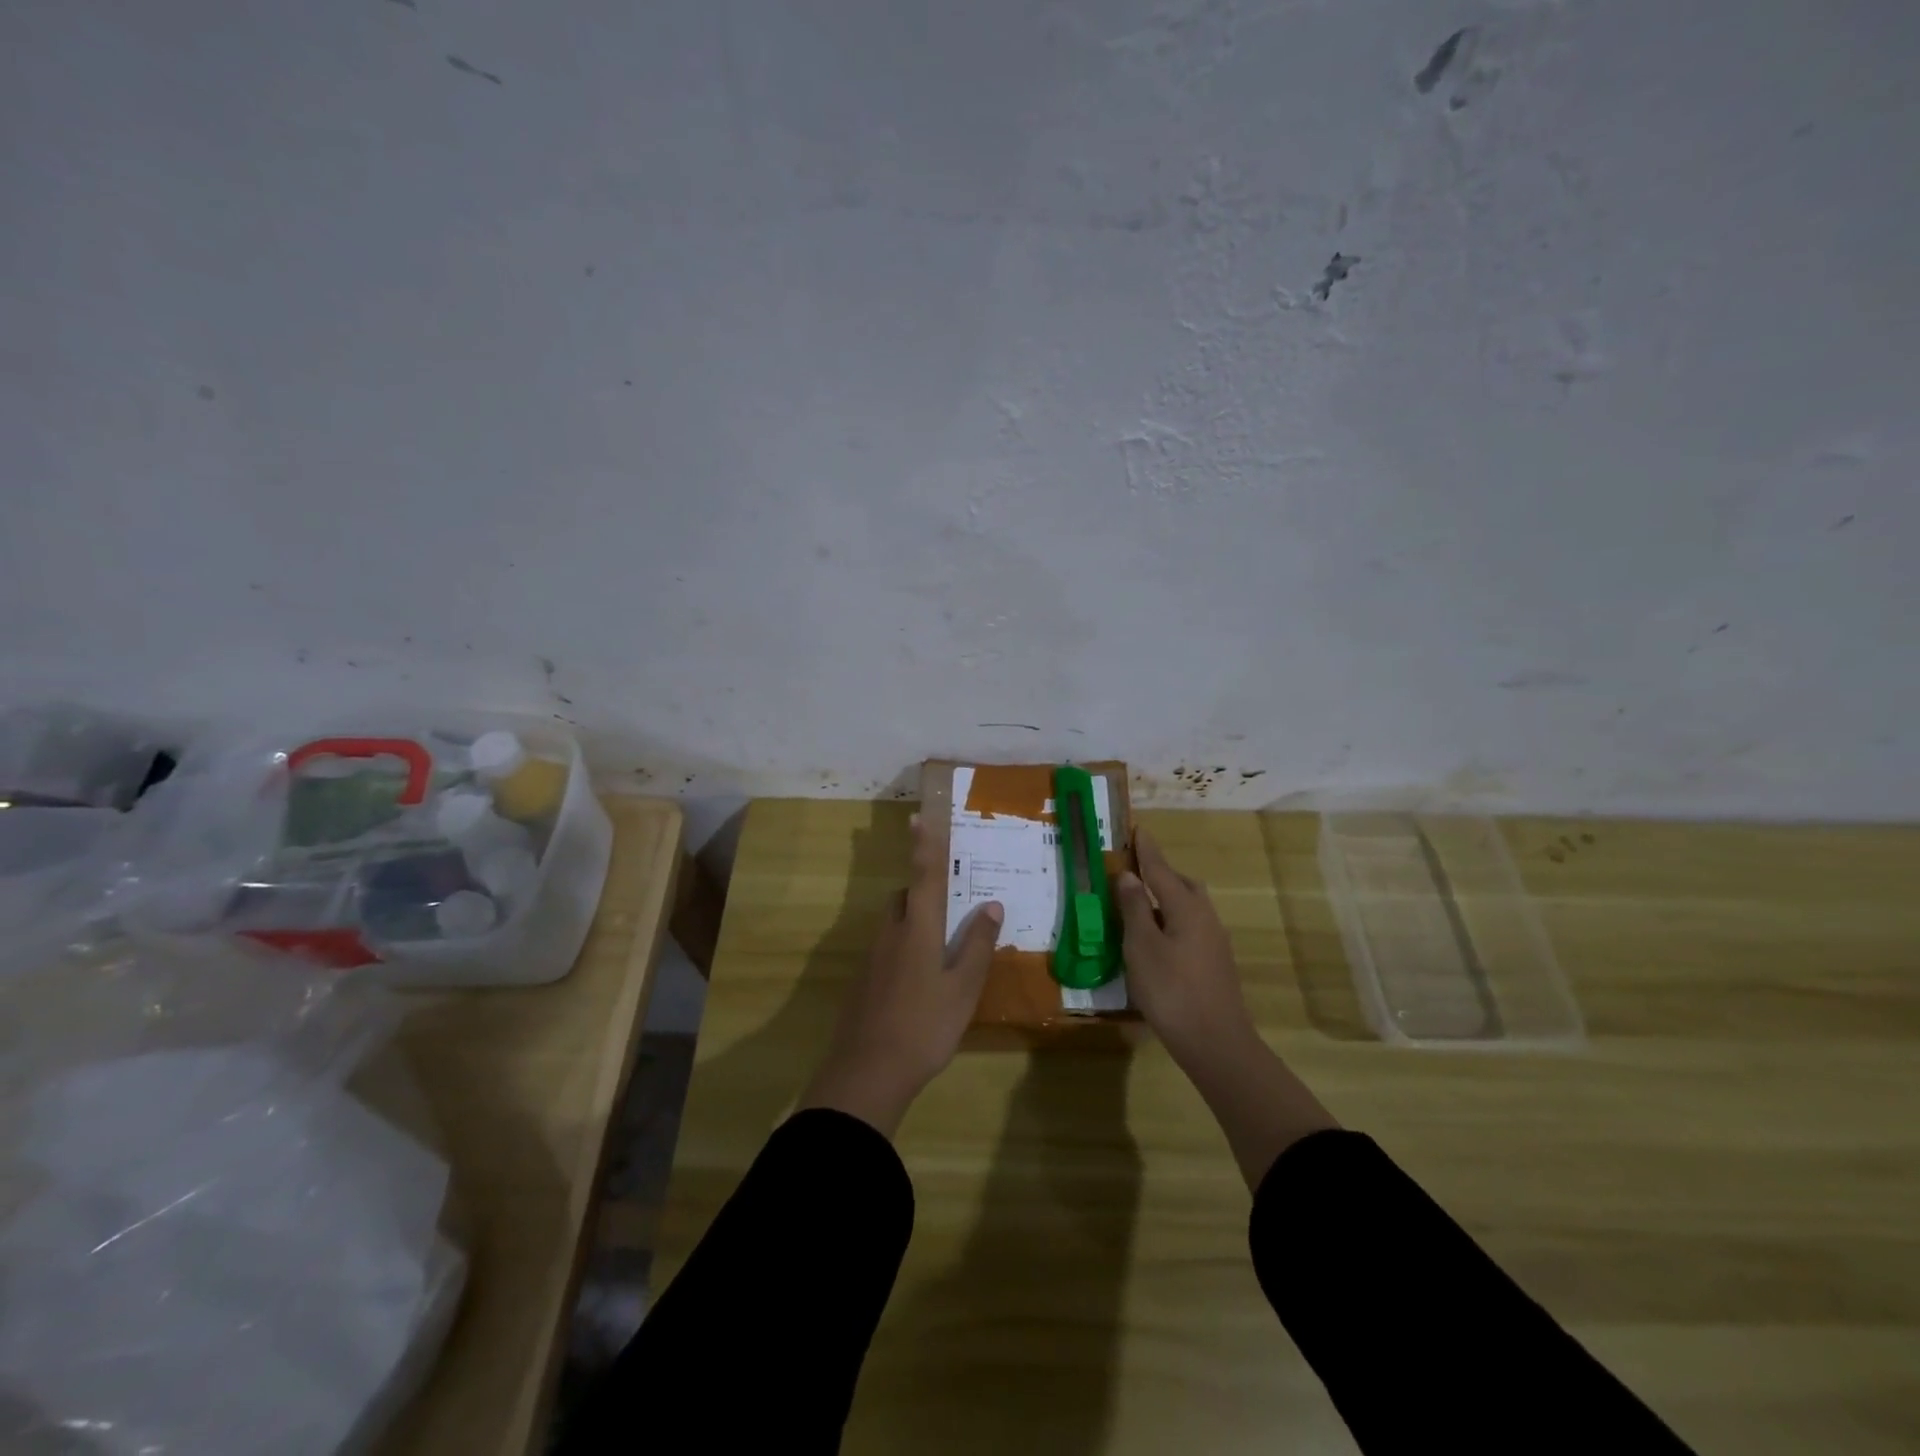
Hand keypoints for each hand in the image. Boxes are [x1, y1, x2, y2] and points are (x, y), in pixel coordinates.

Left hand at [799, 815, 1002, 1137]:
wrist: (867, 1072)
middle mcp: (891, 934)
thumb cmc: (924, 1026)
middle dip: (923, 893)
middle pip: (905, 898)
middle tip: (950, 908)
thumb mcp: (963, 988)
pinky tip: (919, 983)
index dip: (925, 846)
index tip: (919, 817)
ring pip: (894, 925)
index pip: (923, 876)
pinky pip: (886, 950)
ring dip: (914, 923)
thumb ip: (978, 945)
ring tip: (941, 949)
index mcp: (918, 929)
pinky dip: (904, 950)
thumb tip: (990, 905)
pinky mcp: (863, 982)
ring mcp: (872, 958)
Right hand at [1115, 826, 1255, 1071]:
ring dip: (1167, 899)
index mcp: (1186, 907)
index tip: (1137, 829)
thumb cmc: (1172, 990)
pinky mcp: (1216, 964)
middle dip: (1160, 874)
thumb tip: (1128, 875)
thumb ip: (1134, 908)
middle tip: (1135, 871)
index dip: (1146, 850)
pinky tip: (1157, 940)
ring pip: (1189, 907)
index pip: (1161, 869)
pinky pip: (1191, 927)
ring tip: (1141, 907)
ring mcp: (1214, 942)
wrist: (1216, 1043)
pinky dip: (1172, 921)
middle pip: (1182, 885)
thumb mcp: (1141, 946)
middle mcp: (1205, 917)